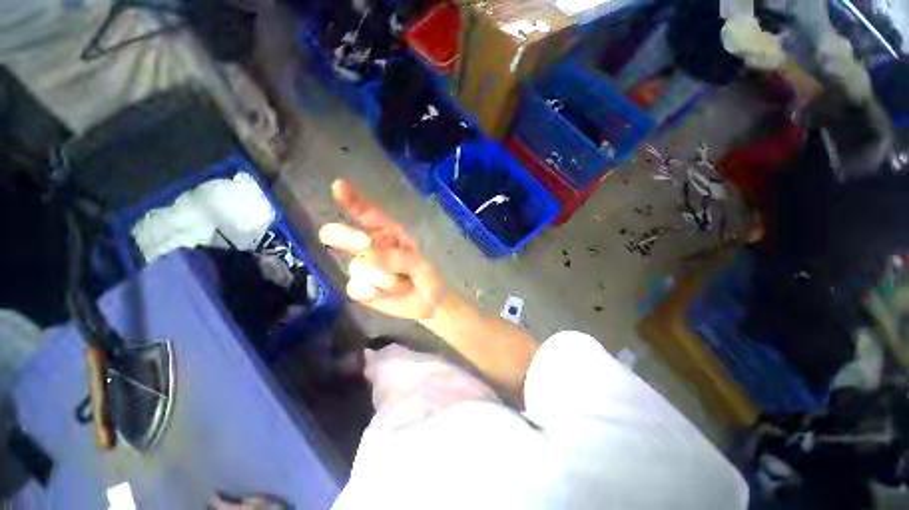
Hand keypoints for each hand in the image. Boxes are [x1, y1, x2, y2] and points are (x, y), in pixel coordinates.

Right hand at [319, 180, 445, 320]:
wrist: (428, 303)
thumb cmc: (426, 275)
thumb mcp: (419, 263)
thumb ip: (397, 258)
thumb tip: (369, 258)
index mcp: (387, 233)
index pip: (367, 214)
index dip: (352, 200)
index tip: (338, 186)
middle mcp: (369, 246)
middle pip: (342, 235)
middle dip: (347, 236)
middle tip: (365, 242)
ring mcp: (361, 267)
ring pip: (358, 267)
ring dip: (384, 278)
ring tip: (402, 283)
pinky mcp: (358, 288)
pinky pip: (357, 288)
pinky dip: (376, 293)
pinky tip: (389, 294)